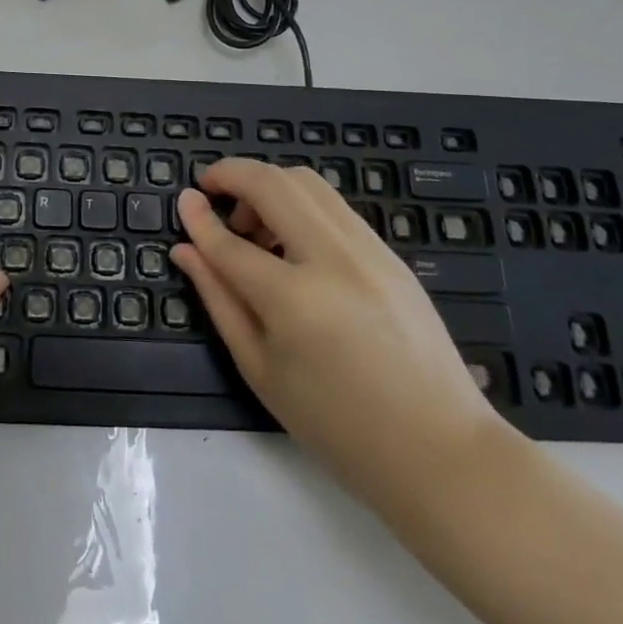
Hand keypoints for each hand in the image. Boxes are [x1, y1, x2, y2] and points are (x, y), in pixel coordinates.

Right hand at [172, 160, 509, 511]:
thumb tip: (185, 249)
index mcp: (294, 300)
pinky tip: (291, 242)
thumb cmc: (337, 424)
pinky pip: (333, 205)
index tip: (182, 198)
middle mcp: (333, 259)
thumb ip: (219, 299)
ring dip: (268, 186)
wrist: (440, 450)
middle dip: (233, 173)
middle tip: (212, 191)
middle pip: (273, 183)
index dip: (198, 217)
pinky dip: (299, 203)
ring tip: (253, 226)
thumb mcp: (260, 368)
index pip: (230, 242)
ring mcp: (369, 250)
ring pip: (307, 182)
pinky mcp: (390, 253)